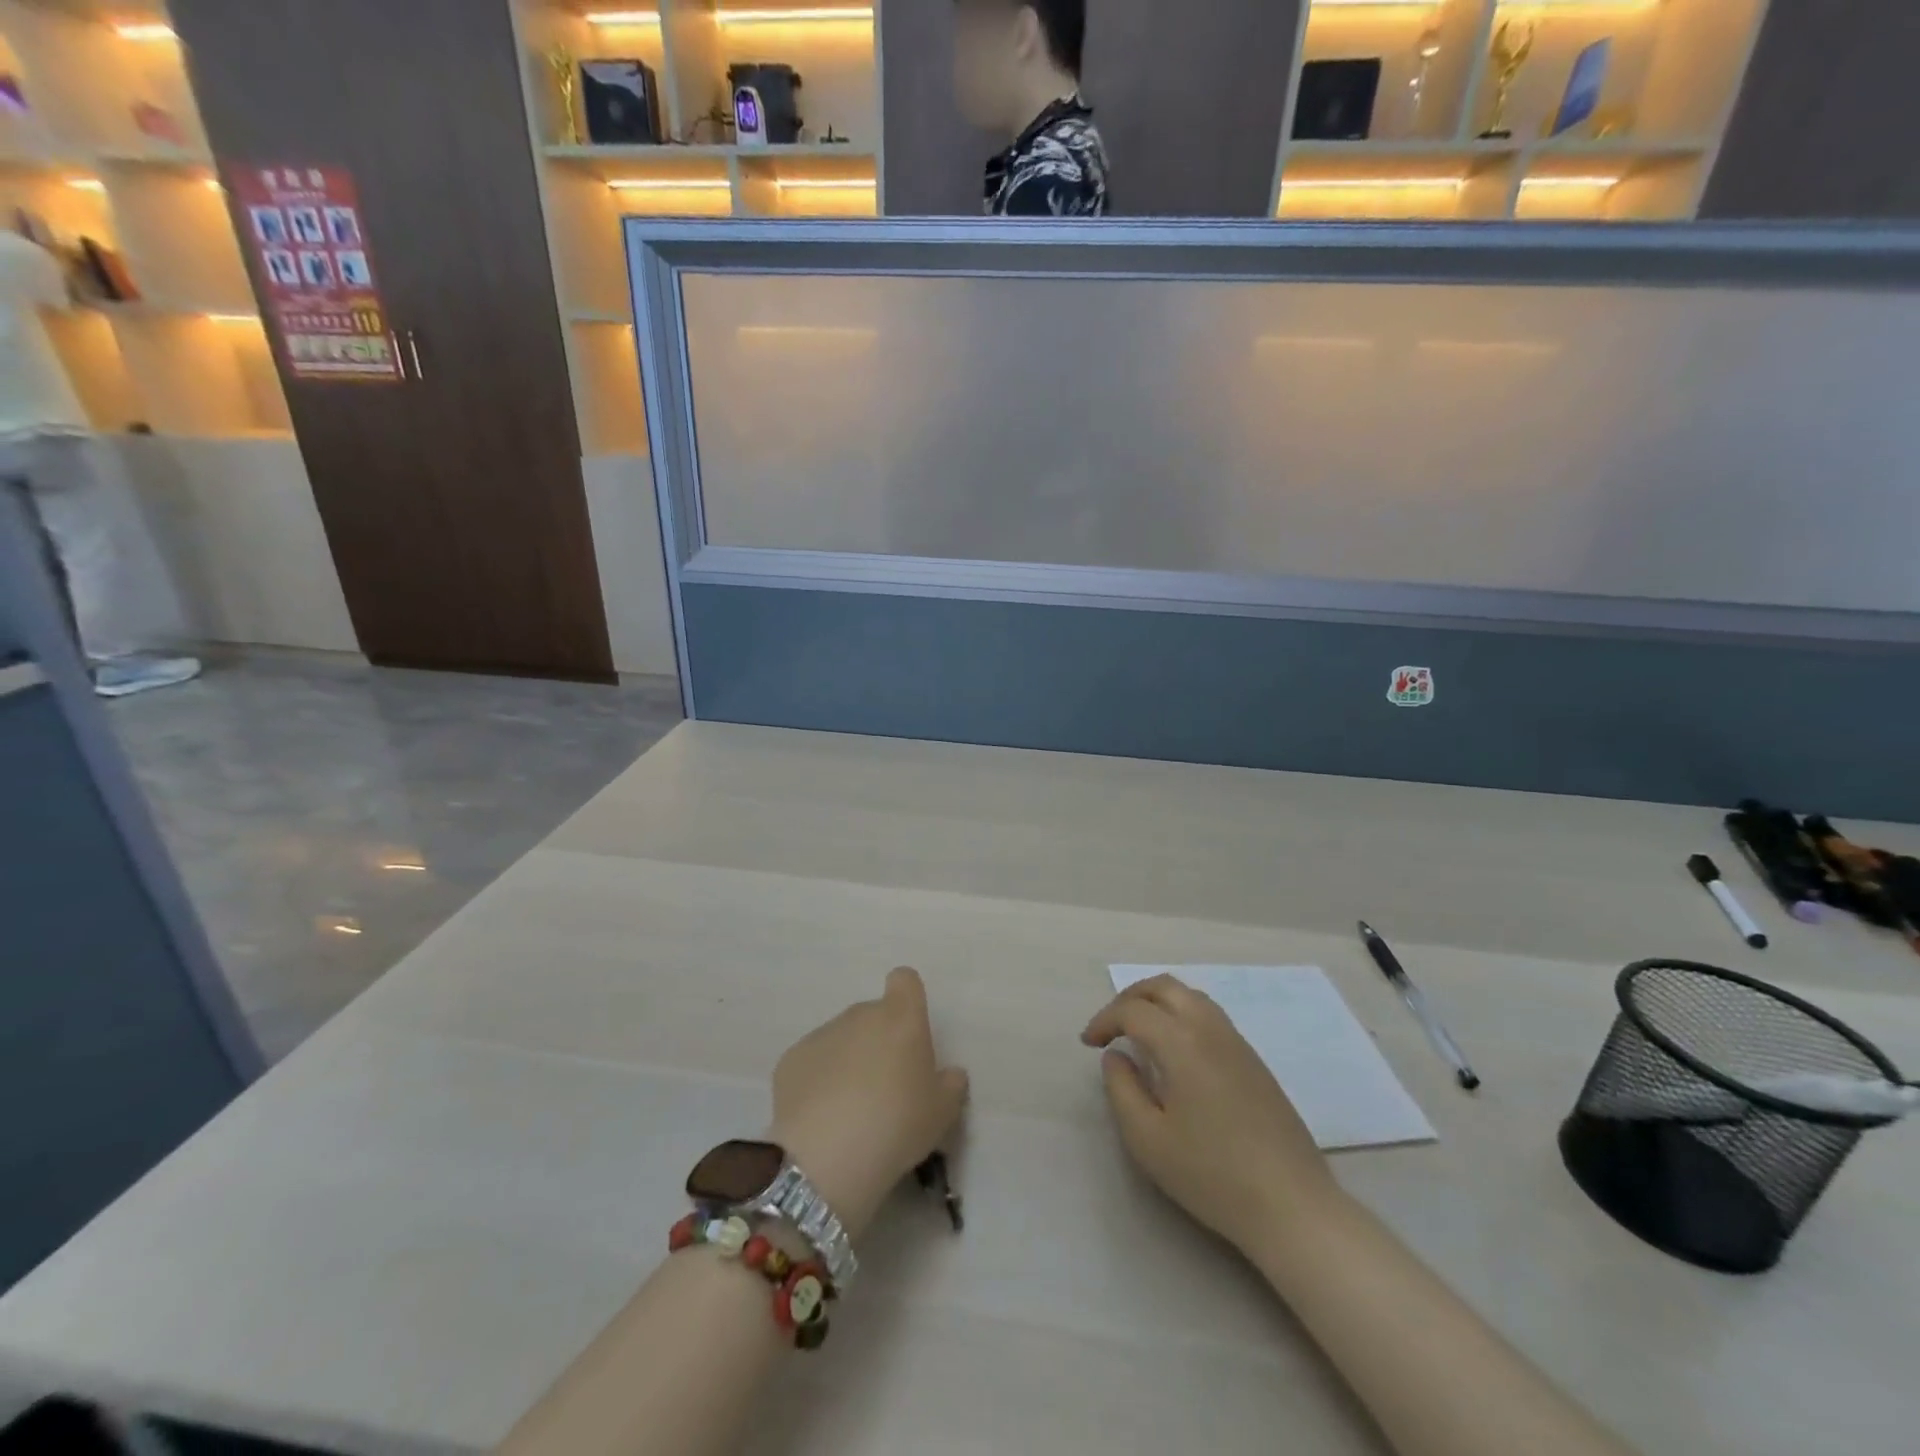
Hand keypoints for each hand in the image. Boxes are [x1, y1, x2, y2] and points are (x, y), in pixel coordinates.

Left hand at [770, 967, 969, 1239]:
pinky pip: (813, 1061)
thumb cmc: (896, 1124)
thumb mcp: (942, 1113)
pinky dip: (818, 1080)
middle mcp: (860, 1015)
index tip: (910, 1032)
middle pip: (874, 1015)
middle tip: (886, 1088)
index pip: (905, 981)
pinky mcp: (791, 1059)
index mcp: (901, 1018)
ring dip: (849, 1061)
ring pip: (842, 1038)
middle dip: (880, 1041)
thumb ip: (951, 1085)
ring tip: (850, 1110)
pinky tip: (821, 1117)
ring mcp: (822, 1034)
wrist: (824, 1155)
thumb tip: (950, 1073)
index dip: (908, 1000)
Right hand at [1082, 975, 1344, 1255]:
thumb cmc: (1211, 1174)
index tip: (1089, 1044)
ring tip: (1140, 1033)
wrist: (1291, 1205)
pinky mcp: (1255, 1061)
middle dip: (1130, 998)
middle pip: (1163, 987)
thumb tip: (1115, 1056)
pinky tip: (1176, 1052)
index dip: (1104, 1020)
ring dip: (1158, 1003)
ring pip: (1191, 996)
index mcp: (1181, 1042)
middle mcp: (1210, 1029)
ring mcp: (1238, 1042)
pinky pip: (1210, 1016)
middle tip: (1111, 1026)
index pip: (1133, 1010)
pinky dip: (1182, 1015)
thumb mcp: (1147, 1139)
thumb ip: (1121, 1089)